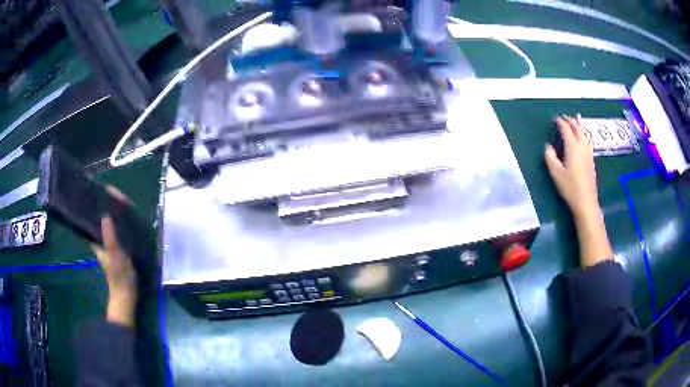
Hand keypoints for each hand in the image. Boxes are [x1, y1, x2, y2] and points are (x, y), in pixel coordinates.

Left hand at [90, 188, 136, 326]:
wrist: (127, 295)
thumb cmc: (119, 276)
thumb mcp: (115, 256)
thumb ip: (109, 238)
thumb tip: (105, 216)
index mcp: (95, 239)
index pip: (91, 215)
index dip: (96, 202)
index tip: (103, 189)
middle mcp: (99, 238)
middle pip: (99, 215)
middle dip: (104, 202)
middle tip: (113, 191)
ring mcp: (108, 242)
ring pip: (107, 221)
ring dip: (112, 210)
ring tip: (119, 199)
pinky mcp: (116, 246)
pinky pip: (115, 228)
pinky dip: (119, 220)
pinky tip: (125, 216)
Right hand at [544, 115, 599, 219]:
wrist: (586, 202)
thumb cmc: (570, 187)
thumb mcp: (556, 173)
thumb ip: (550, 157)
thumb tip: (548, 147)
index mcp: (572, 147)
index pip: (566, 130)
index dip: (561, 122)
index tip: (555, 119)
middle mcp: (582, 147)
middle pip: (578, 128)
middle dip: (571, 120)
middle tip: (564, 116)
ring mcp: (588, 154)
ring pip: (585, 133)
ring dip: (580, 124)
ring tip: (578, 117)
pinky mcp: (591, 160)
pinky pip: (589, 140)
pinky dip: (585, 133)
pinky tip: (585, 136)